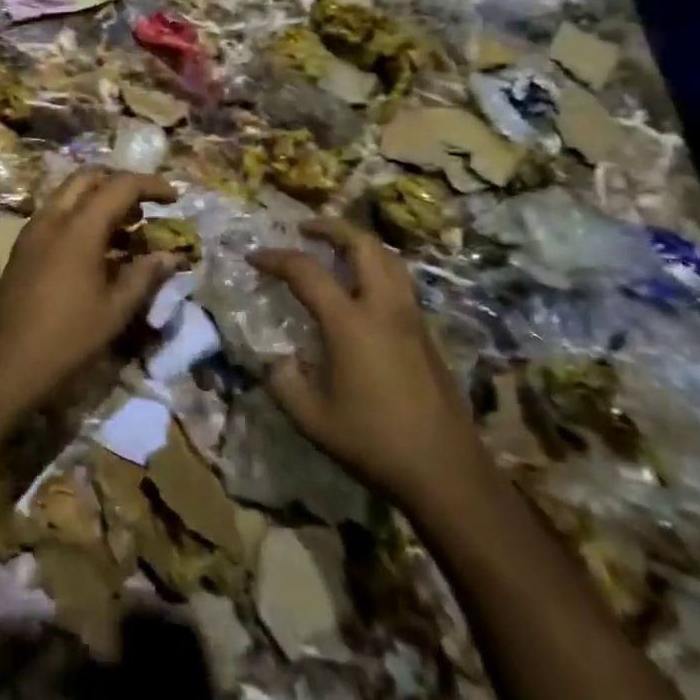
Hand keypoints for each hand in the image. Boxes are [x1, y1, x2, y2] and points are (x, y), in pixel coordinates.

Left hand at [0, 167, 179, 414]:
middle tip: (146, 207)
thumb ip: (145, 276)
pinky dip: (80, 217)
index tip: (174, 198)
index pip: (120, 185)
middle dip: (120, 183)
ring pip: (68, 195)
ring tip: (128, 230)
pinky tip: (97, 250)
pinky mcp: (22, 249)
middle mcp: (52, 218)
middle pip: (88, 178)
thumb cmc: (66, 339)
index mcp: (78, 228)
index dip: (151, 185)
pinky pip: (56, 215)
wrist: (3, 367)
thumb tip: (171, 256)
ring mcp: (32, 232)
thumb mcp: (115, 311)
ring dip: (99, 200)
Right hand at [251, 218, 488, 506]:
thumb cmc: (372, 442)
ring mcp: (411, 318)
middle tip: (305, 229)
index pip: (306, 272)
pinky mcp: (427, 334)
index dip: (276, 258)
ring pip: (389, 259)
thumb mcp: (311, 418)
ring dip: (359, 243)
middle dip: (331, 228)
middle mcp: (384, 308)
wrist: (445, 472)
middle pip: (362, 245)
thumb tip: (280, 359)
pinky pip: (400, 282)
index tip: (254, 257)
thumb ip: (284, 381)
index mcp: (350, 323)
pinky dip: (377, 268)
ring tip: (336, 249)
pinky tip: (362, 290)